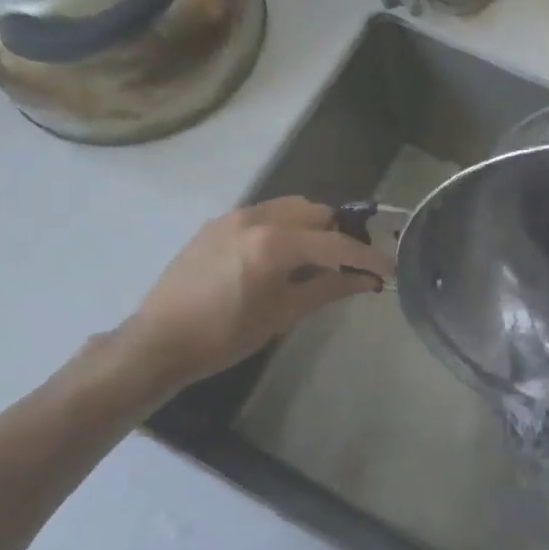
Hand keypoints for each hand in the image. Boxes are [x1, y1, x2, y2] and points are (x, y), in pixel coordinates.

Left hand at [87, 197, 393, 408]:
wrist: (158, 342)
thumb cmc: (225, 336)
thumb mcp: (283, 314)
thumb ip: (328, 288)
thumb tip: (366, 280)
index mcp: (274, 242)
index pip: (335, 243)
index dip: (367, 256)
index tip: (389, 267)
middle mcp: (256, 217)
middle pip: (315, 212)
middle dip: (339, 234)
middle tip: (352, 263)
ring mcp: (233, 217)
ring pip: (289, 208)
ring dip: (311, 227)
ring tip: (318, 258)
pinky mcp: (216, 224)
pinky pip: (263, 215)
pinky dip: (284, 227)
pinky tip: (282, 257)